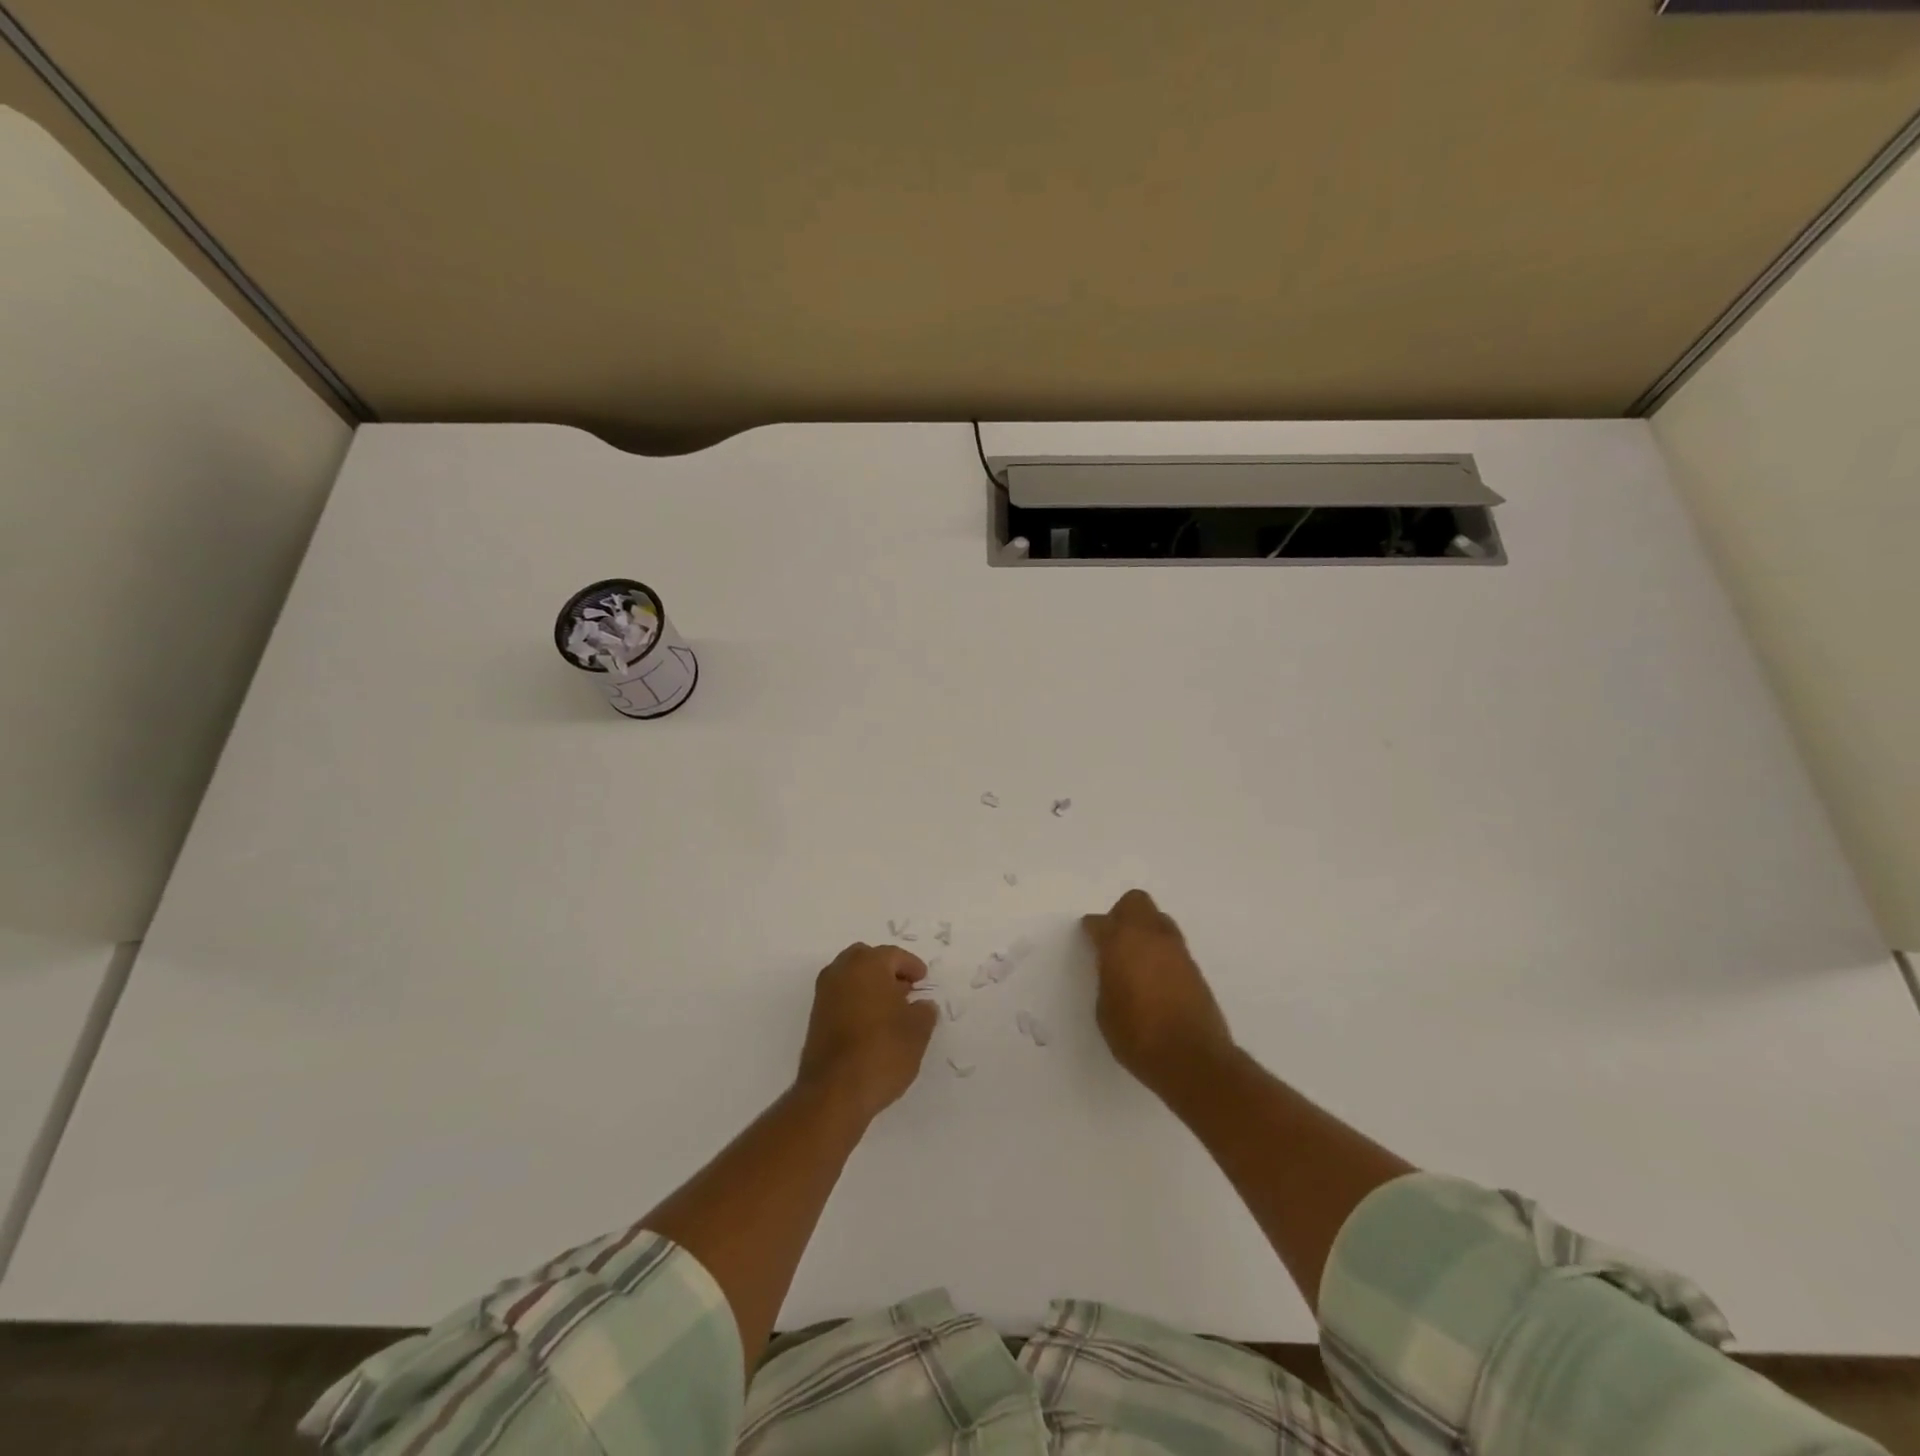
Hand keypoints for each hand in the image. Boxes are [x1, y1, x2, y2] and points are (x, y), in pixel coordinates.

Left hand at [796, 943, 937, 1121]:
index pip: (893, 955)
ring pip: (850, 977)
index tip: (923, 979)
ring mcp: (824, 994)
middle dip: (886, 970)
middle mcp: (841, 971)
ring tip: (891, 1009)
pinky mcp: (815, 1018)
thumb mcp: (917, 1032)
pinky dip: (856, 1001)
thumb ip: (924, 1011)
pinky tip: (872, 1024)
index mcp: (867, 965)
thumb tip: (922, 1005)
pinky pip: (841, 997)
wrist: (834, 1092)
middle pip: (867, 959)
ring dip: (869, 985)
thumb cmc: (882, 1052)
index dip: (912, 966)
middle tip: (905, 989)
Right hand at [1082, 890, 1234, 1098]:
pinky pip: (1172, 944)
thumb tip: (1115, 969)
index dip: (1092, 930)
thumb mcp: (1105, 1009)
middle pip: (1135, 903)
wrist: (1193, 1059)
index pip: (1100, 923)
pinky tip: (1155, 977)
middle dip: (1122, 915)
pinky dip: (1161, 951)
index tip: (1088, 940)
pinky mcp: (1195, 966)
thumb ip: (1108, 979)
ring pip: (1158, 920)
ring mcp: (1176, 949)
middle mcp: (1149, 937)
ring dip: (1145, 930)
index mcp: (1120, 943)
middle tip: (1114, 940)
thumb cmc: (1137, 1036)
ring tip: (1137, 959)